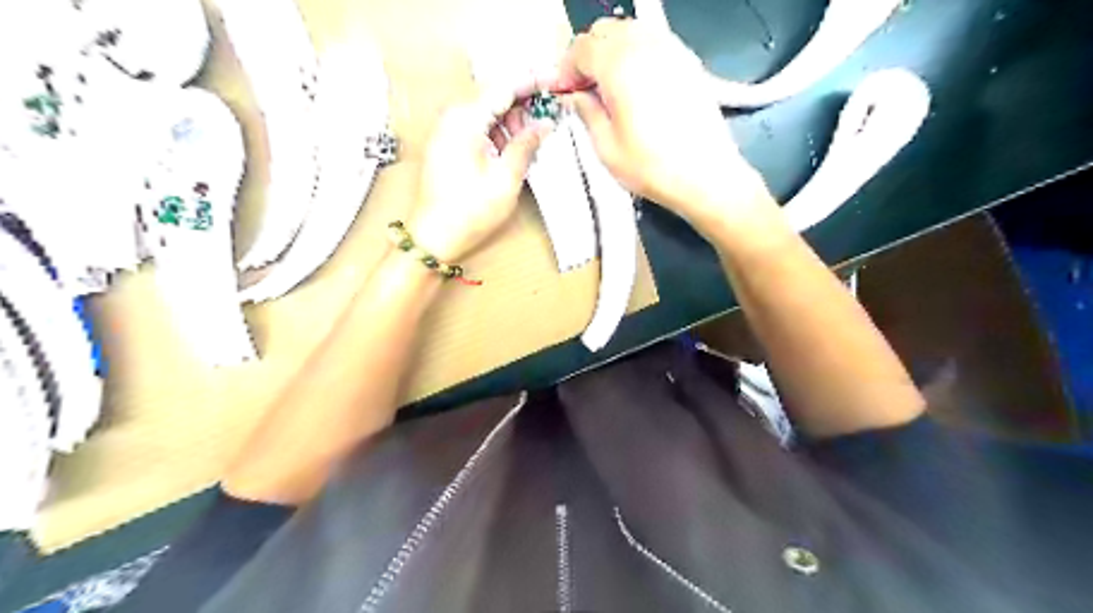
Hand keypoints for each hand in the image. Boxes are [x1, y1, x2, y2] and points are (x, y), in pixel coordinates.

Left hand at [410, 83, 556, 260]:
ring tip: (536, 138)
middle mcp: (453, 117)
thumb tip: (545, 124)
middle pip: (495, 96)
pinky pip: (479, 127)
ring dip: (513, 121)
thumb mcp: (505, 179)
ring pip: (488, 112)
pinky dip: (499, 133)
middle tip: (551, 117)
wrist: (433, 237)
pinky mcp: (449, 144)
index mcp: (465, 119)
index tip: (556, 81)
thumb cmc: (468, 212)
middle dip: (524, 104)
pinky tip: (516, 147)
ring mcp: (448, 130)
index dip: (533, 81)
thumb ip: (526, 145)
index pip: (504, 86)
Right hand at [557, 17, 777, 236]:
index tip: (562, 92)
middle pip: (605, 31)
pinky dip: (636, 54)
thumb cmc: (652, 167)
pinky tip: (635, 85)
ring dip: (611, 52)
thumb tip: (574, 96)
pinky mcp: (688, 62)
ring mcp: (671, 51)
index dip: (566, 69)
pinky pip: (653, 42)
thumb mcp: (606, 148)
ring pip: (630, 31)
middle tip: (582, 88)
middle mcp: (645, 47)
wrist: (706, 176)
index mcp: (619, 66)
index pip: (581, 48)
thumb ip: (586, 113)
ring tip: (608, 87)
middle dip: (587, 55)